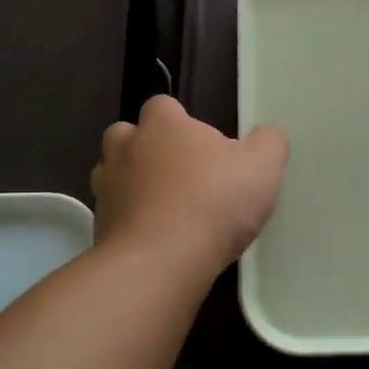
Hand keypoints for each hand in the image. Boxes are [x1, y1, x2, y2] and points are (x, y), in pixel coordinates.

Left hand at [91, 96, 288, 270]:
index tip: (203, 146)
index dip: (180, 121)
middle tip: (180, 175)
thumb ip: (268, 143)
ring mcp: (106, 188)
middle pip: (127, 136)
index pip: (162, 105)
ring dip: (134, 186)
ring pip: (114, 176)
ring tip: (166, 210)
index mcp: (162, 125)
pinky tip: (157, 241)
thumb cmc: (213, 203)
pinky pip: (115, 216)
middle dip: (147, 150)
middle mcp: (125, 148)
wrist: (161, 262)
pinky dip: (131, 223)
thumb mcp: (262, 168)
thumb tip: (266, 135)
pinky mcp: (99, 227)